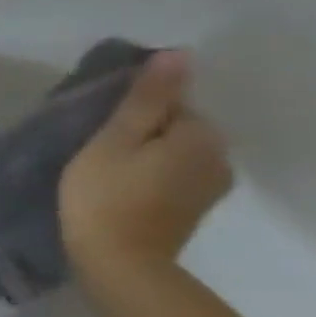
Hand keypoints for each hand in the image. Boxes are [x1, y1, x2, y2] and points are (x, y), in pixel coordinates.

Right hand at [59, 50, 232, 275]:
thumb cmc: (105, 195)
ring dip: (145, 152)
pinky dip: (149, 173)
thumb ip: (146, 98)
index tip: (98, 125)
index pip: (171, 102)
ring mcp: (211, 186)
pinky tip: (120, 185)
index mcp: (201, 136)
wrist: (118, 263)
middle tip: (95, 145)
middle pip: (176, 126)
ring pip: (175, 151)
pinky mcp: (194, 207)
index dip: (132, 109)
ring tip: (104, 165)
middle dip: (141, 129)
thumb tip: (179, 53)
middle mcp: (220, 157)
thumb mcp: (114, 140)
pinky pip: (174, 173)